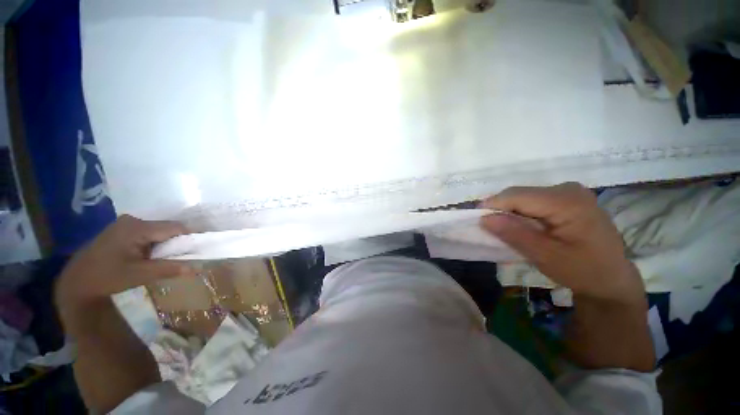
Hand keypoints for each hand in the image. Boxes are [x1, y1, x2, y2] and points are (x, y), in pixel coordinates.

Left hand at [56, 215, 195, 309]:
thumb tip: (196, 268)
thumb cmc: (105, 277)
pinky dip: (155, 244)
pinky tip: (152, 256)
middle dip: (177, 242)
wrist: (75, 282)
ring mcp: (126, 225)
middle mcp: (133, 220)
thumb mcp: (138, 275)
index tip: (200, 248)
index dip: (190, 237)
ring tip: (168, 259)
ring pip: (158, 232)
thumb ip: (168, 269)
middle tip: (184, 257)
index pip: (174, 227)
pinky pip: (148, 234)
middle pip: (167, 228)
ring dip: (166, 244)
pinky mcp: (122, 231)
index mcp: (137, 227)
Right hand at [480, 183, 644, 303]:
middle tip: (491, 229)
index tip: (477, 221)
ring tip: (505, 230)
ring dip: (509, 212)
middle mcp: (568, 189)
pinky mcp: (567, 198)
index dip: (493, 205)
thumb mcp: (545, 257)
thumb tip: (484, 218)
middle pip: (520, 194)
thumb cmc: (582, 271)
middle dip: (501, 210)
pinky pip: (533, 201)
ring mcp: (569, 192)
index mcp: (567, 201)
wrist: (611, 278)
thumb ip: (514, 234)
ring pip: (524, 196)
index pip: (517, 196)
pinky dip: (521, 213)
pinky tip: (521, 227)